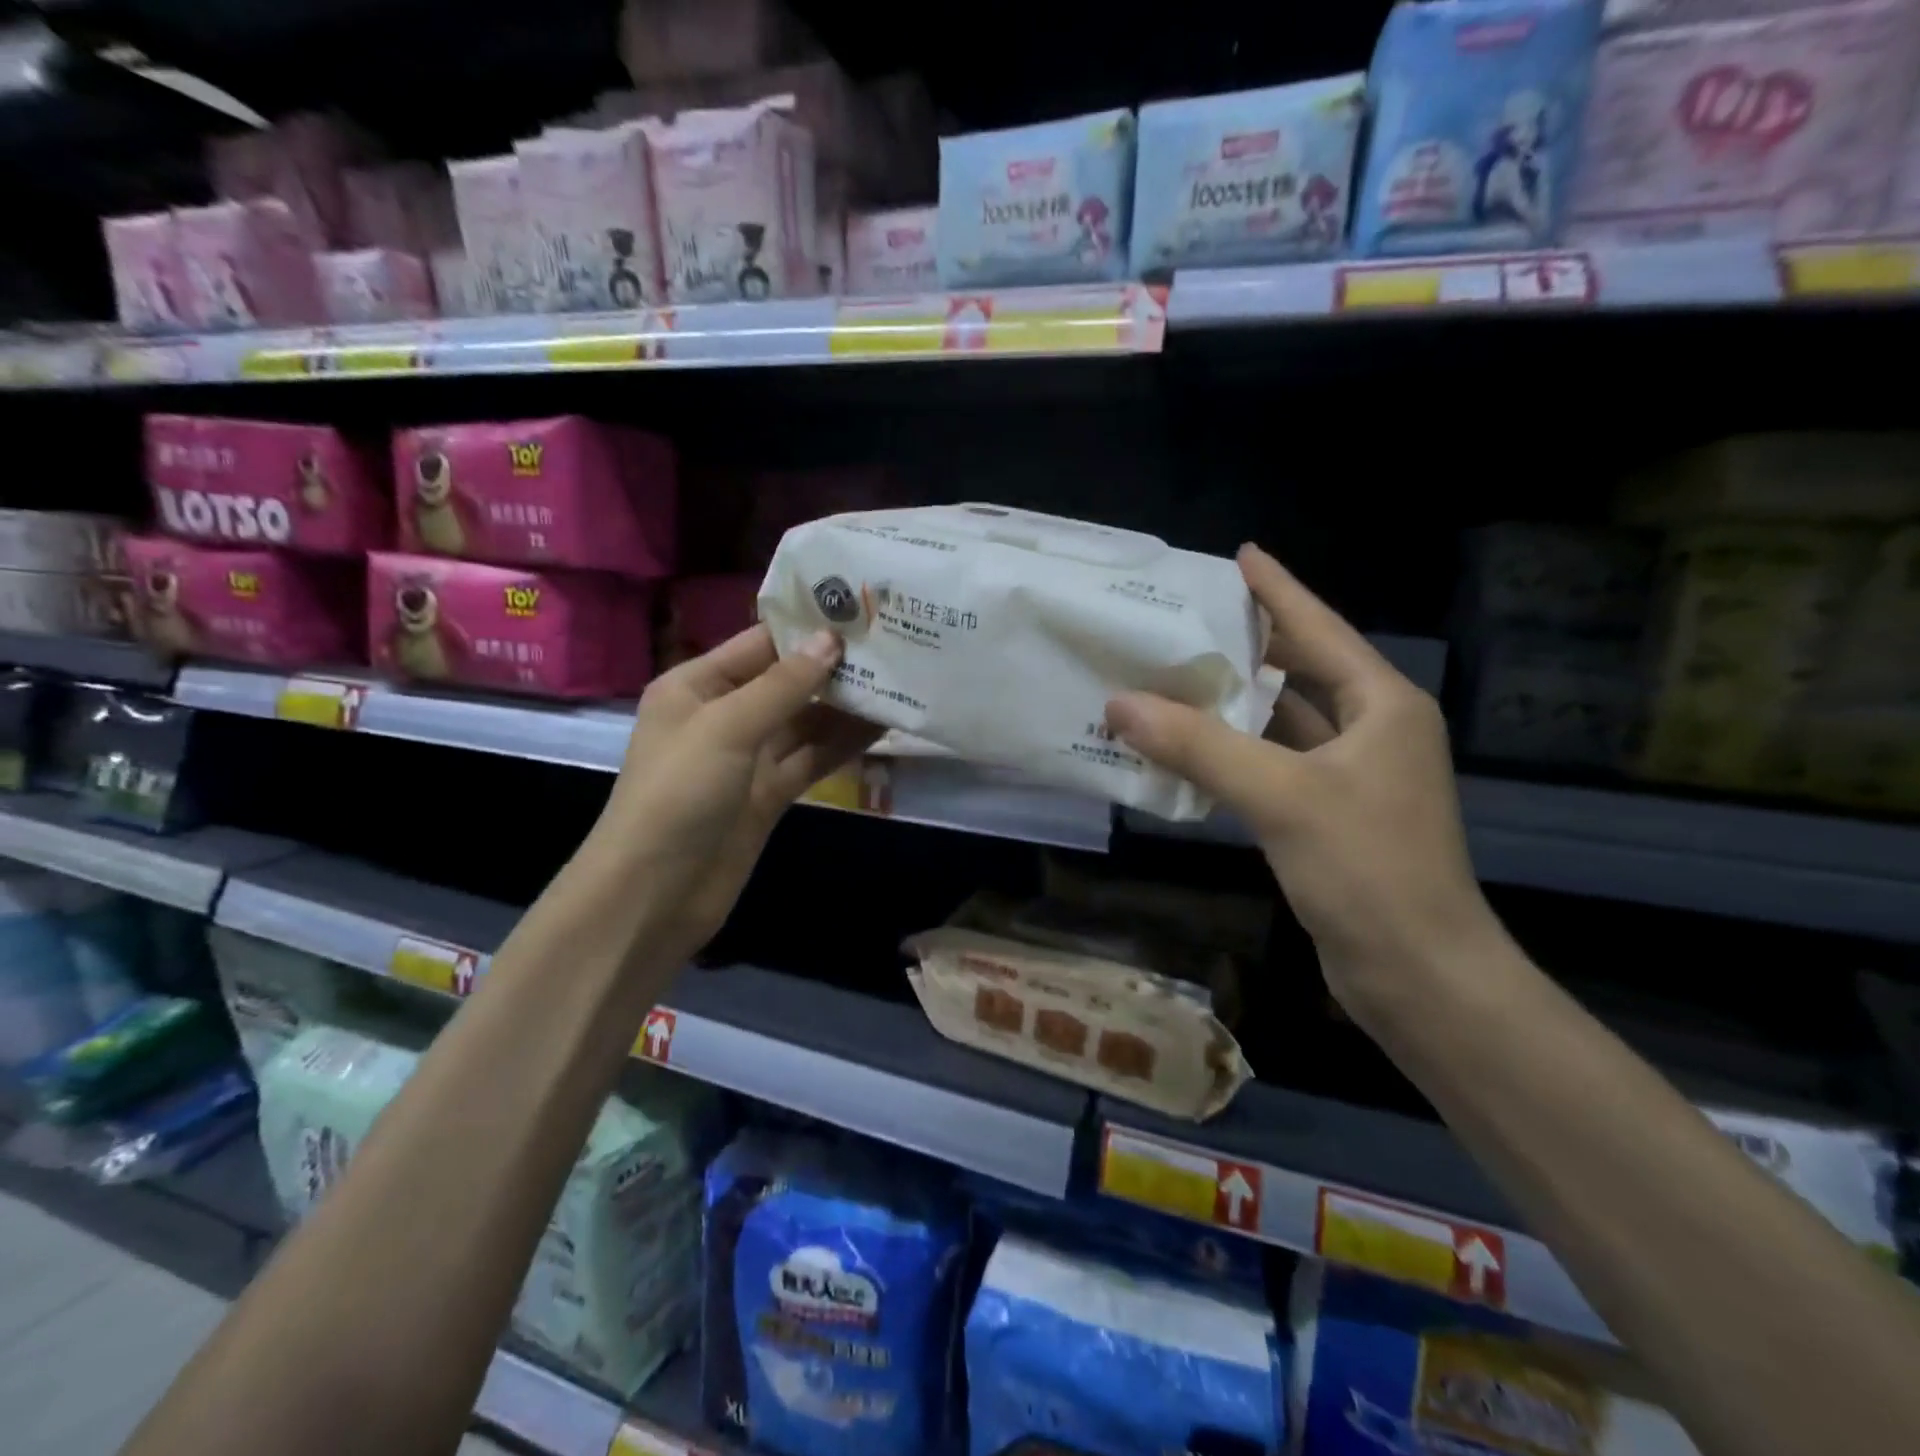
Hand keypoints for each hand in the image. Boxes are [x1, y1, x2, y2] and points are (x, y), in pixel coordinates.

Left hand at [598, 625, 879, 959]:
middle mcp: (723, 715)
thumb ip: (783, 685)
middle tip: (893, 644)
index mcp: (697, 686)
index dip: (807, 629)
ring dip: (845, 707)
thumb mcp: (726, 727)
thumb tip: (831, 640)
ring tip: (899, 682)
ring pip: (805, 722)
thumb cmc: (678, 793)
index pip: (760, 644)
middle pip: (787, 682)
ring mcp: (749, 758)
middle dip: (834, 668)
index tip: (862, 611)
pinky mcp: (769, 795)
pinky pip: (811, 759)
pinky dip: (842, 745)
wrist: (656, 892)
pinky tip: (882, 728)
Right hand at [1104, 545, 1494, 1018]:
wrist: (1418, 976)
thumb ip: (1199, 746)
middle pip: (1297, 671)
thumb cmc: (1367, 870)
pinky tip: (1185, 747)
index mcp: (1380, 705)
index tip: (1238, 555)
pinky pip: (1269, 766)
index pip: (1319, 629)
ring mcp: (1350, 777)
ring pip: (1278, 723)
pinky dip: (1229, 754)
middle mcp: (1370, 731)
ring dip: (1228, 705)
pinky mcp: (1327, 816)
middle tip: (1182, 620)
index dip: (1277, 590)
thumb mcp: (1281, 796)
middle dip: (1243, 646)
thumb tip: (1119, 704)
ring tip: (1169, 676)